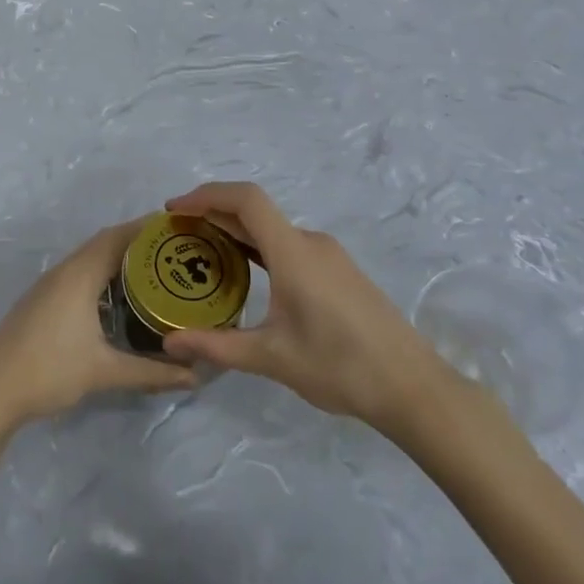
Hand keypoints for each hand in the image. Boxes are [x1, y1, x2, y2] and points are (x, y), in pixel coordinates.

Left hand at [0, 219, 195, 436]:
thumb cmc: (49, 370)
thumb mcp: (104, 371)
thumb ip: (151, 373)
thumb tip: (194, 377)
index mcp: (79, 274)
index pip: (118, 236)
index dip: (148, 228)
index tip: (180, 228)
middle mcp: (65, 270)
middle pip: (106, 243)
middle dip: (139, 243)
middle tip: (176, 252)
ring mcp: (50, 284)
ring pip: (91, 259)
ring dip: (120, 259)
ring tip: (156, 271)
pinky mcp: (43, 300)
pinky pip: (81, 273)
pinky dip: (104, 274)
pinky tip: (120, 297)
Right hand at [159, 182, 462, 444]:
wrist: (414, 388)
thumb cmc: (340, 367)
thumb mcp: (272, 358)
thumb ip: (217, 346)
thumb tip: (170, 344)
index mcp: (293, 253)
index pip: (246, 200)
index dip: (206, 195)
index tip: (174, 210)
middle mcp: (311, 243)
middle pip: (255, 211)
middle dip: (213, 213)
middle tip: (177, 233)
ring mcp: (328, 255)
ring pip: (272, 229)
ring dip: (235, 230)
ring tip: (202, 250)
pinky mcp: (338, 271)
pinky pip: (288, 244)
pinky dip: (258, 246)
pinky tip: (245, 271)